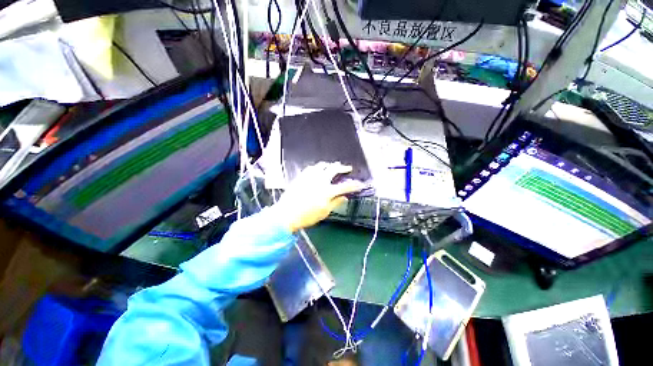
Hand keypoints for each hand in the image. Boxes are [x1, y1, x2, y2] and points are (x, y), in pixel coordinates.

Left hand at [276, 162, 366, 232]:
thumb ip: (335, 203)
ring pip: (322, 166)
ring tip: (333, 165)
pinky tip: (318, 168)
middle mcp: (320, 181)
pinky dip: (317, 167)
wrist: (287, 214)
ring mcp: (310, 177)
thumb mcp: (324, 212)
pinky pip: (311, 168)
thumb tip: (344, 197)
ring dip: (330, 165)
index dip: (354, 185)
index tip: (360, 184)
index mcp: (327, 191)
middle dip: (342, 167)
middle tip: (347, 168)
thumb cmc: (307, 216)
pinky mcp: (301, 177)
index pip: (345, 186)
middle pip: (334, 169)